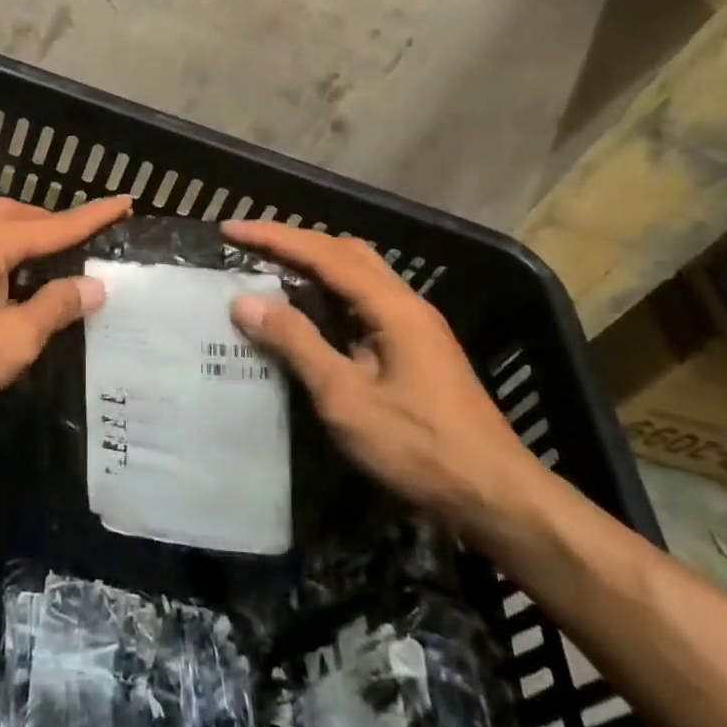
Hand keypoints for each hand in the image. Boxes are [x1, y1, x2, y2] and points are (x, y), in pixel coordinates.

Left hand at [0, 196, 132, 420]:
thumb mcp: (11, 341)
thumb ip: (54, 308)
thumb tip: (92, 285)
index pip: (55, 226)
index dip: (93, 216)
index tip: (124, 201)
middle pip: (20, 216)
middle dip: (55, 224)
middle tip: (84, 242)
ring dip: (29, 241)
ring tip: (53, 267)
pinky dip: (7, 259)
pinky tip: (11, 290)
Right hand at [223, 220, 544, 528]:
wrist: (495, 496)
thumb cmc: (418, 448)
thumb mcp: (346, 398)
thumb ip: (296, 344)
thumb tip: (245, 302)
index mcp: (392, 306)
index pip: (323, 254)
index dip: (274, 237)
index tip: (230, 230)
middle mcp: (406, 303)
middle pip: (345, 252)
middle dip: (294, 242)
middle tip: (248, 248)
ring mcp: (415, 325)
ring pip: (358, 274)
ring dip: (313, 264)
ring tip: (270, 271)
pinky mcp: (417, 348)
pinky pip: (364, 300)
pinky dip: (329, 292)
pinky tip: (309, 313)